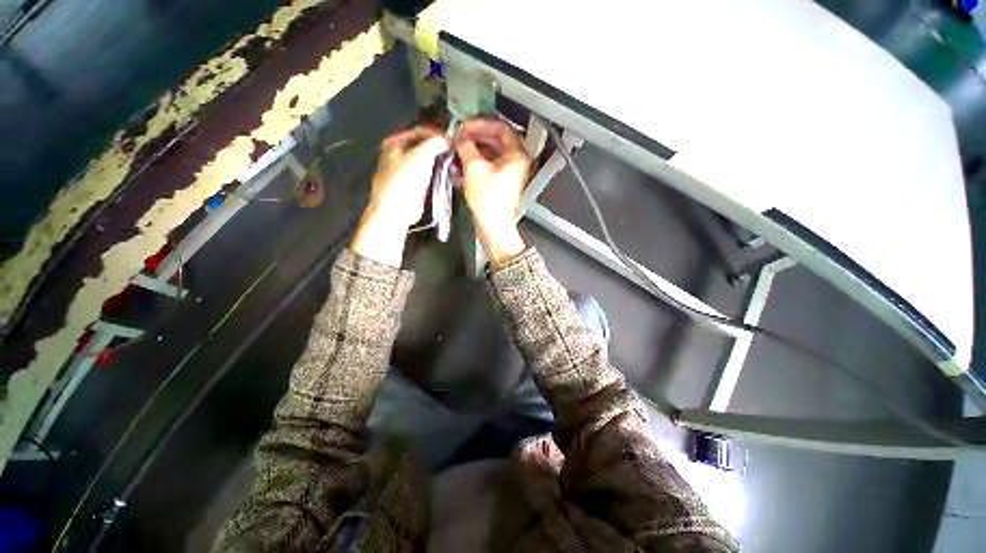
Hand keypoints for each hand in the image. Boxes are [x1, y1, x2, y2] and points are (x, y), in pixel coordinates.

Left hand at [352, 126, 448, 265]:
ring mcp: (408, 172)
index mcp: (395, 143)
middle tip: (455, 152)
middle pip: (424, 147)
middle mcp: (400, 155)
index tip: (452, 140)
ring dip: (441, 163)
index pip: (420, 131)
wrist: (397, 211)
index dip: (437, 134)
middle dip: (440, 149)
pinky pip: (430, 176)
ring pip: (428, 162)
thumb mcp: (421, 155)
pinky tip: (449, 176)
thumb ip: (436, 143)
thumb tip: (448, 139)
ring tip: (455, 164)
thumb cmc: (404, 181)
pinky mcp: (415, 186)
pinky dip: (439, 174)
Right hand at [455, 118, 530, 266]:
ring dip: (471, 153)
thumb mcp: (474, 168)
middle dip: (473, 139)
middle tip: (458, 139)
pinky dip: (473, 166)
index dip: (480, 124)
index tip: (465, 126)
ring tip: (455, 153)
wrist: (493, 226)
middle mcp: (515, 162)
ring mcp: (508, 174)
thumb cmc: (489, 201)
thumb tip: (460, 135)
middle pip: (494, 141)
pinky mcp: (500, 184)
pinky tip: (458, 169)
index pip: (500, 127)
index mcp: (516, 155)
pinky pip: (487, 168)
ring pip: (489, 155)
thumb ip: (466, 146)